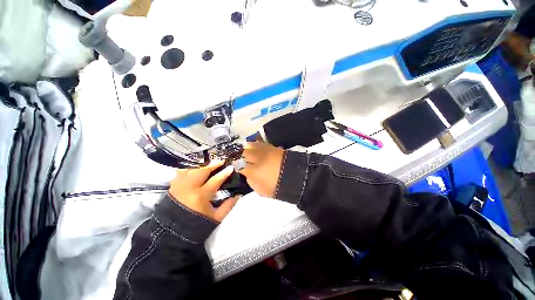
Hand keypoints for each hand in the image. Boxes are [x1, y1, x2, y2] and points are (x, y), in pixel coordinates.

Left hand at [169, 160, 238, 221]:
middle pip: (202, 171)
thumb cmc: (196, 225)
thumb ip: (229, 205)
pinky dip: (190, 168)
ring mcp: (179, 185)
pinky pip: (182, 172)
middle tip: (221, 161)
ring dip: (202, 165)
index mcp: (200, 196)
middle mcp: (189, 188)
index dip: (224, 173)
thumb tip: (238, 194)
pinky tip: (196, 167)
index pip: (215, 180)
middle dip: (213, 164)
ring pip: (191, 169)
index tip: (231, 168)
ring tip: (210, 163)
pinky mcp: (172, 186)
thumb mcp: (216, 218)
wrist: (172, 233)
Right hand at [238, 142, 284, 197]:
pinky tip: (253, 149)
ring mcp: (264, 150)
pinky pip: (258, 143)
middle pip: (241, 152)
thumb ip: (251, 182)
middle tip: (238, 159)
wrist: (295, 177)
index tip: (234, 166)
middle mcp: (257, 158)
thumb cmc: (277, 187)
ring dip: (245, 149)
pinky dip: (254, 145)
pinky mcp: (271, 146)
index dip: (234, 165)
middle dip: (238, 156)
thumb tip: (247, 174)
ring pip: (249, 145)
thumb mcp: (261, 190)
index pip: (238, 164)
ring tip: (244, 153)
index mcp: (253, 170)